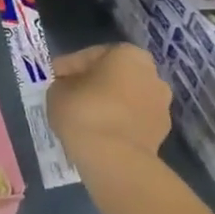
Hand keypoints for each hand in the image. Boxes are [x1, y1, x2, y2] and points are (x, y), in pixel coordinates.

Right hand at [46, 43, 171, 165]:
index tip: (53, 81)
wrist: (115, 159)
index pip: (90, 56)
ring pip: (125, 100)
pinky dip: (117, 124)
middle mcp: (152, 74)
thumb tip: (68, 87)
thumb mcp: (57, 90)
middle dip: (93, 85)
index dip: (68, 68)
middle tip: (69, 98)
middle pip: (113, 76)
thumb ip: (63, 83)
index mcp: (128, 54)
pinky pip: (131, 121)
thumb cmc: (84, 112)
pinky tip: (98, 134)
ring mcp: (161, 105)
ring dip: (108, 105)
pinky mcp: (161, 133)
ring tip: (83, 119)